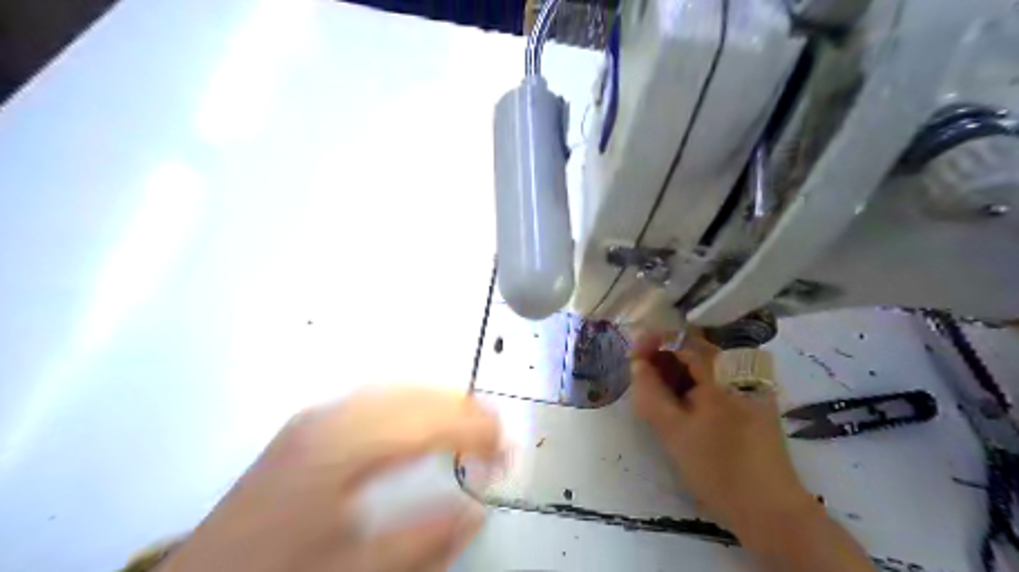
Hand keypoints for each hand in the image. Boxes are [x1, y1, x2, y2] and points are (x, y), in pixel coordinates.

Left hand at [164, 386, 502, 571]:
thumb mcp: (356, 569)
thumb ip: (424, 541)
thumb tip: (477, 511)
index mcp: (344, 446)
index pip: (429, 421)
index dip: (476, 430)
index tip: (504, 452)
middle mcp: (333, 417)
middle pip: (415, 394)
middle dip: (464, 410)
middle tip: (496, 437)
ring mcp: (319, 416)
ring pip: (397, 389)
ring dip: (440, 402)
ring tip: (470, 426)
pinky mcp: (312, 425)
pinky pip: (377, 398)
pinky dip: (413, 404)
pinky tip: (422, 423)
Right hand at [634, 332, 816, 534]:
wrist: (770, 512)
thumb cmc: (718, 469)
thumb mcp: (672, 430)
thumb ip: (649, 390)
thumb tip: (637, 363)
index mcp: (724, 371)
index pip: (682, 338)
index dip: (652, 341)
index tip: (632, 358)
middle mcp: (741, 369)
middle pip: (693, 348)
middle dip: (662, 358)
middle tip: (640, 379)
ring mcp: (750, 384)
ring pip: (703, 365)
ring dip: (675, 373)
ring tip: (655, 394)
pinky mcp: (752, 400)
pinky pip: (715, 380)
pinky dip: (692, 386)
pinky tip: (679, 405)